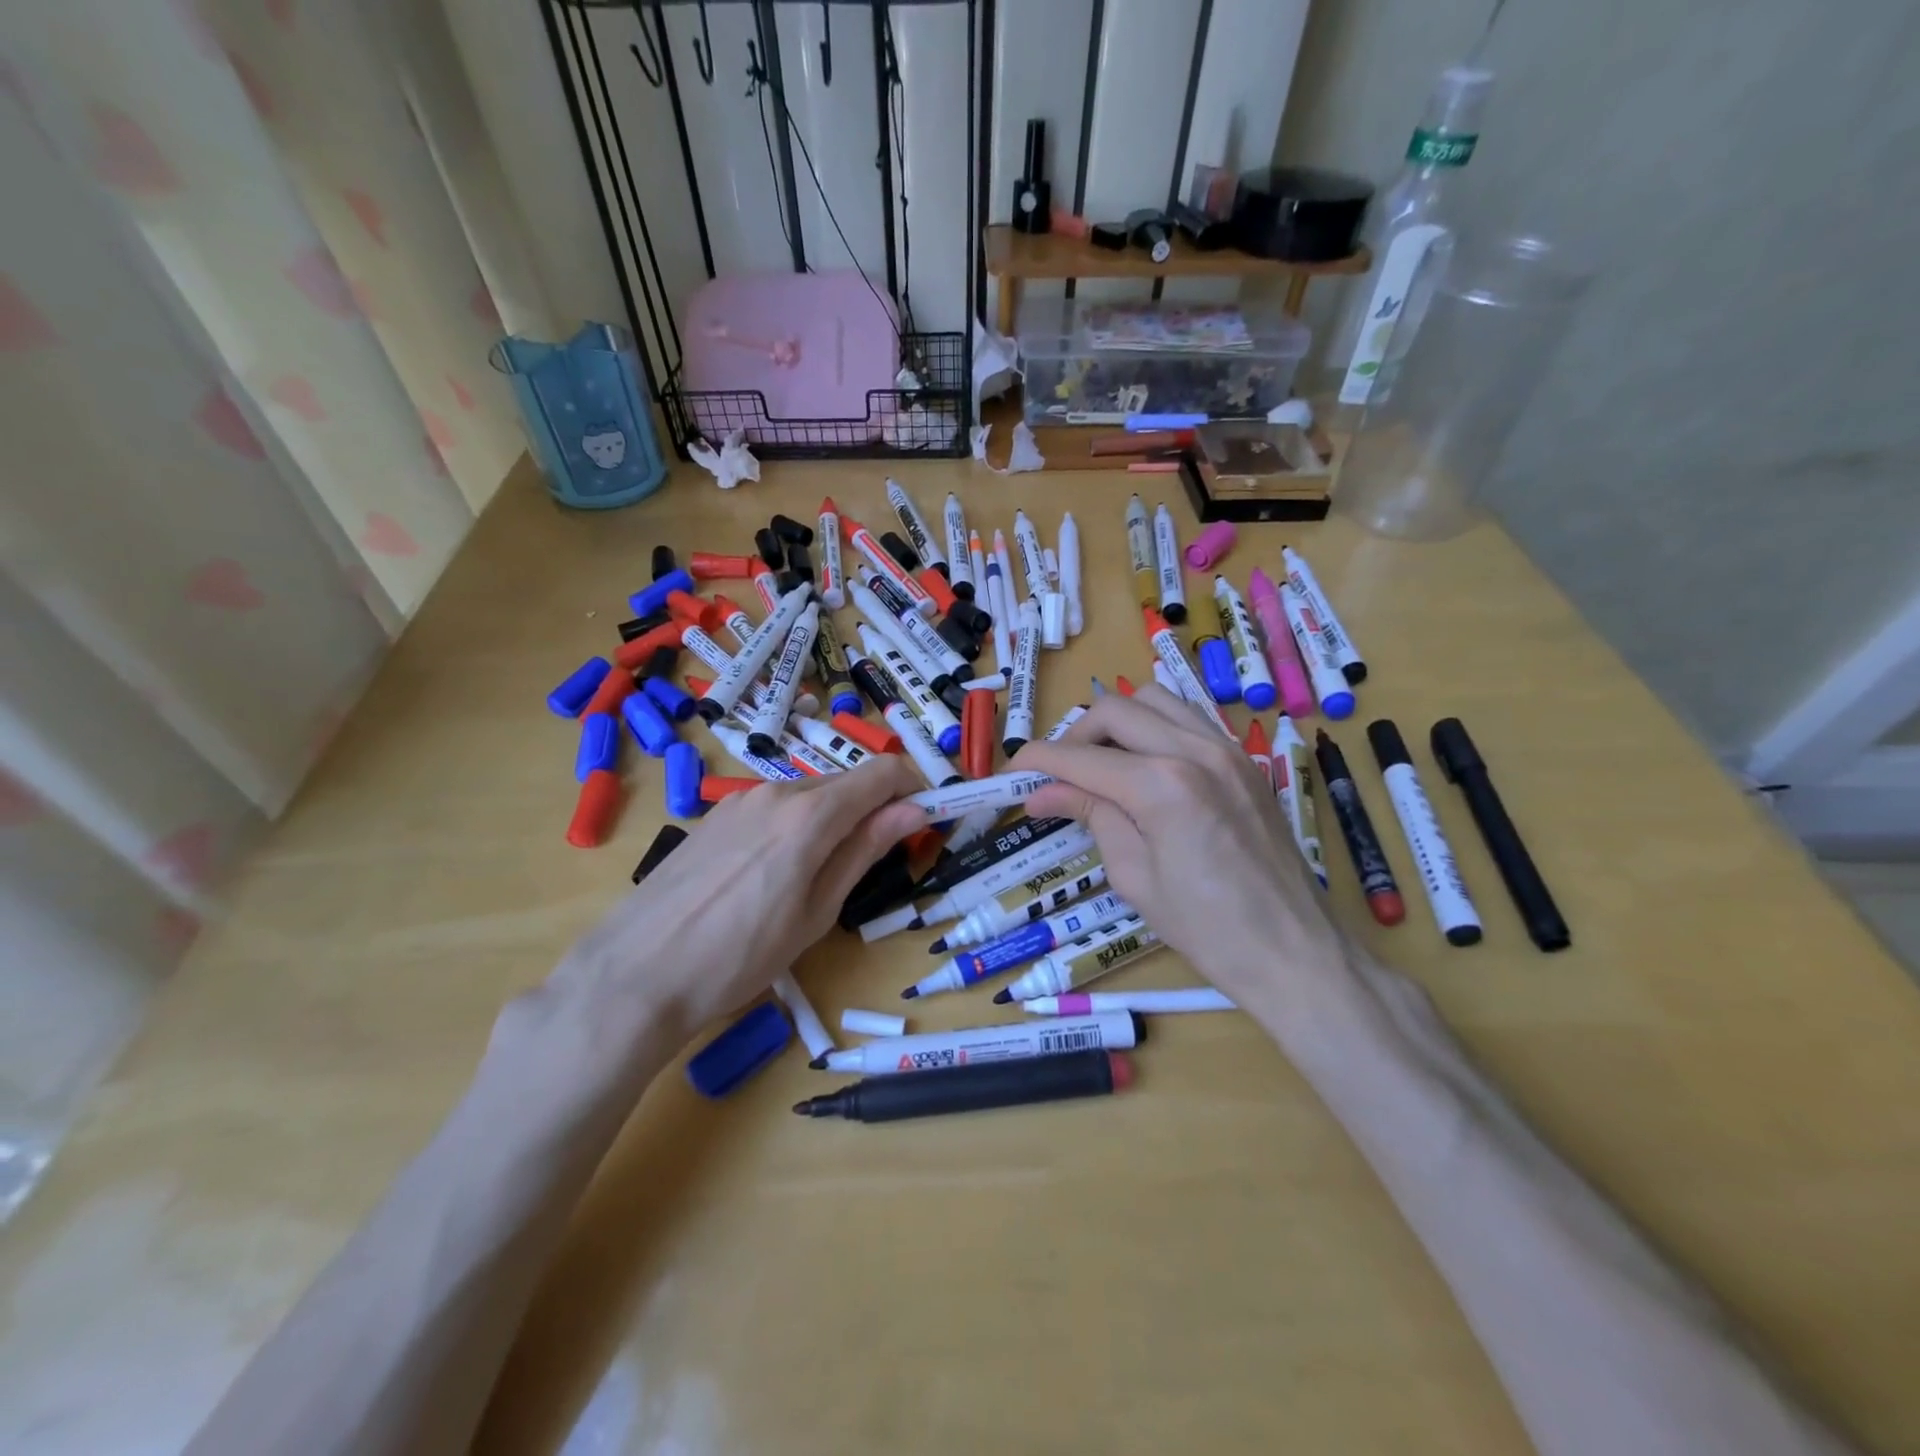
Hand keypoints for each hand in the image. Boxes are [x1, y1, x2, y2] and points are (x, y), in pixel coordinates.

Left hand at [530, 755, 925, 1070]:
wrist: (636, 975)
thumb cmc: (741, 956)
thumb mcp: (817, 911)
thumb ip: (865, 849)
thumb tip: (915, 810)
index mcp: (811, 813)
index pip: (882, 773)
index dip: (913, 787)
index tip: (925, 819)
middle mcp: (776, 792)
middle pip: (845, 784)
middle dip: (873, 810)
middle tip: (877, 860)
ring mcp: (739, 801)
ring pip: (808, 797)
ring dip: (833, 821)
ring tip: (819, 879)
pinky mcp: (714, 817)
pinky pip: (772, 810)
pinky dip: (795, 828)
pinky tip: (773, 876)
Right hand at [1012, 687, 1347, 1010]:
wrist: (1292, 950)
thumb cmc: (1206, 929)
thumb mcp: (1134, 875)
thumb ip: (1090, 816)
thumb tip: (1041, 793)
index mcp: (1162, 786)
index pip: (1082, 757)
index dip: (1039, 759)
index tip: (1014, 769)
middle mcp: (1195, 751)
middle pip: (1116, 709)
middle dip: (1076, 734)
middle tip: (1059, 772)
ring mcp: (1228, 749)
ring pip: (1155, 700)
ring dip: (1118, 722)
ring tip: (1102, 763)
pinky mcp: (1245, 760)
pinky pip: (1189, 719)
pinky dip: (1155, 728)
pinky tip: (1145, 766)